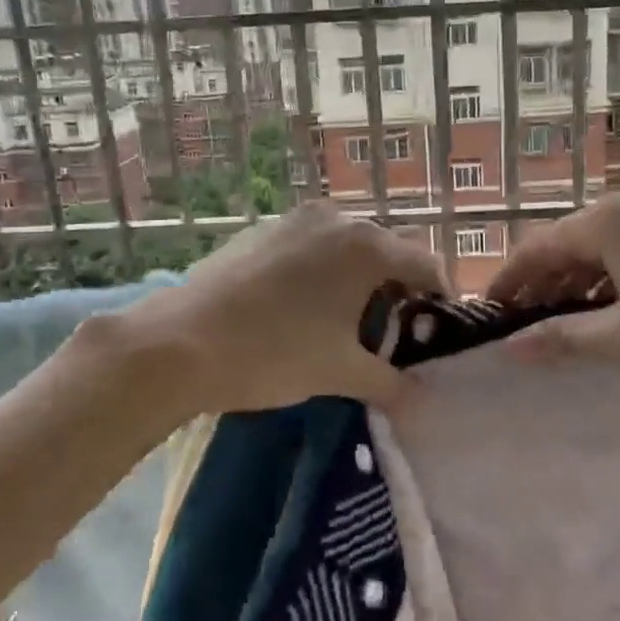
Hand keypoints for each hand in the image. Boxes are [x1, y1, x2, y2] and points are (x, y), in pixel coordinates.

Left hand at [117, 203, 447, 413]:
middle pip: (387, 250)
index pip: (426, 263)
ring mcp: (295, 220)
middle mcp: (336, 219)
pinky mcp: (262, 230)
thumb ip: (391, 384)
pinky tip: (300, 306)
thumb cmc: (274, 353)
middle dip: (398, 287)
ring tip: (345, 321)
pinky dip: (322, 269)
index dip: (439, 297)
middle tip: (391, 332)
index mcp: (366, 246)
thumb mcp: (340, 373)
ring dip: (358, 277)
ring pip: (347, 245)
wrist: (179, 342)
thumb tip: (423, 401)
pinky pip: (310, 245)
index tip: (436, 330)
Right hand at [487, 186, 619, 378]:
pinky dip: (613, 275)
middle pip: (567, 243)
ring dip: (578, 281)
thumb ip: (567, 338)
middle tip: (528, 327)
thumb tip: (511, 349)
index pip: (535, 249)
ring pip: (602, 245)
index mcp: (605, 222)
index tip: (489, 314)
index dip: (508, 282)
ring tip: (569, 323)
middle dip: (543, 284)